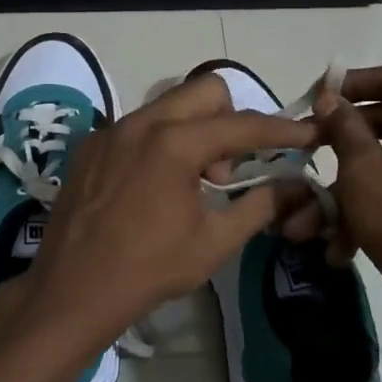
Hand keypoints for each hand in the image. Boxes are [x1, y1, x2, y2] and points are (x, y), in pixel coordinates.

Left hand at [20, 74, 318, 362]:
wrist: (73, 290)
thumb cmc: (151, 268)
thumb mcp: (216, 241)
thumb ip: (262, 204)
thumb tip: (298, 186)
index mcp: (175, 143)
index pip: (242, 124)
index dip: (281, 130)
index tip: (308, 134)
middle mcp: (141, 122)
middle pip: (204, 91)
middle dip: (231, 118)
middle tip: (232, 165)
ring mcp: (110, 131)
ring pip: (168, 105)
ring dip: (194, 129)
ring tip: (194, 180)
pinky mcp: (89, 145)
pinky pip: (136, 126)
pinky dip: (158, 142)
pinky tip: (153, 185)